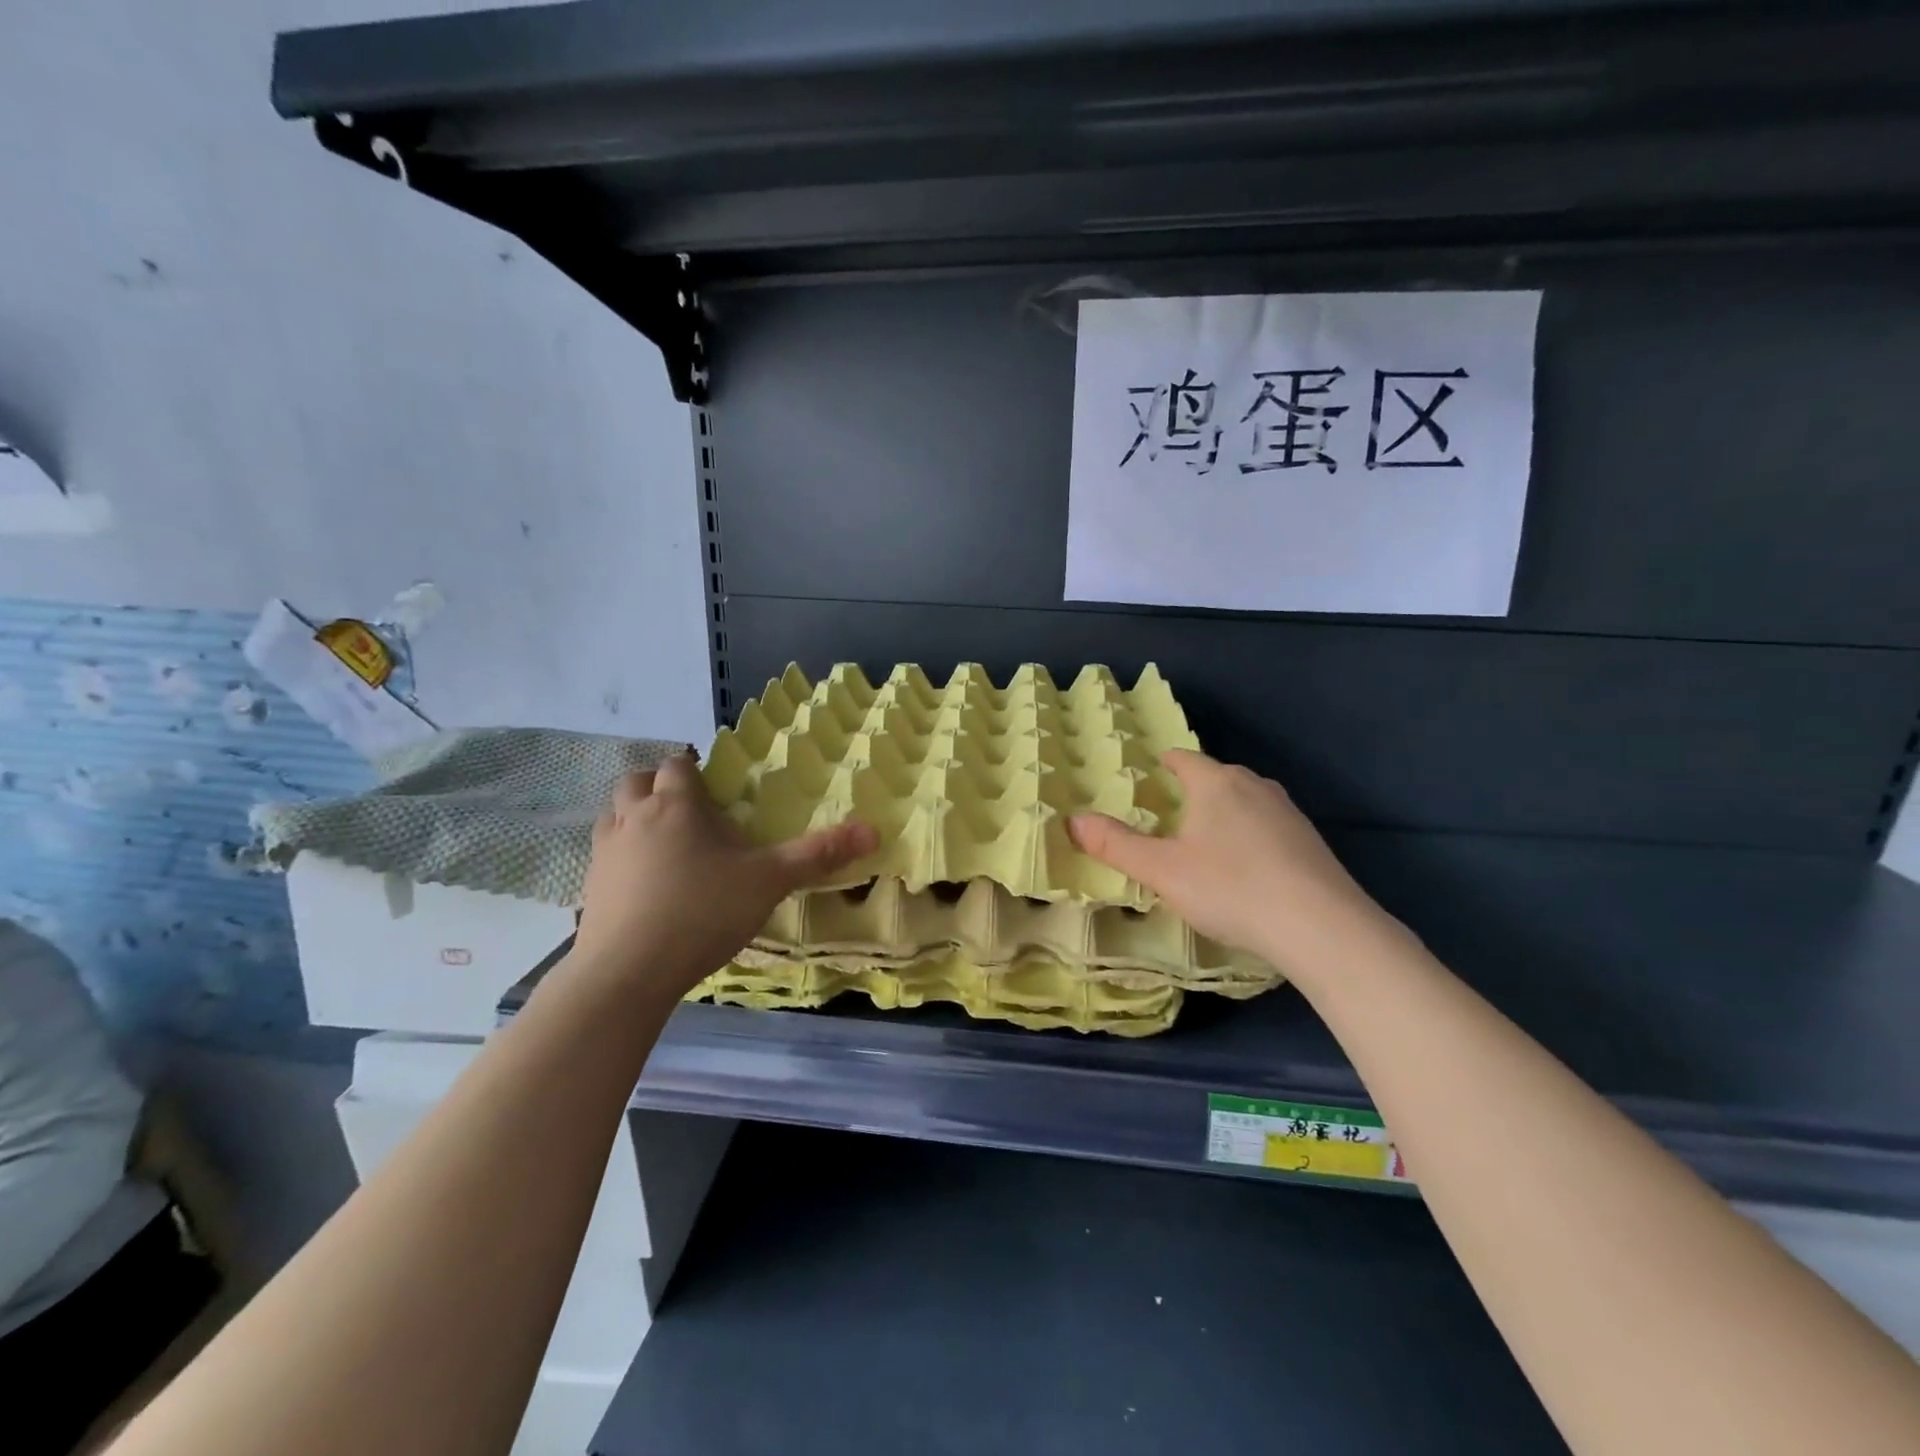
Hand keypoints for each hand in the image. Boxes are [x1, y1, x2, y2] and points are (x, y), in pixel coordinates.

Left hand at [571, 754, 877, 996]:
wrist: (628, 972)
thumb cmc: (702, 911)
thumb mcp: (769, 881)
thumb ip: (817, 854)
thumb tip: (873, 829)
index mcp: (676, 804)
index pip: (679, 765)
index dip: (695, 769)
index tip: (715, 788)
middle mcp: (633, 817)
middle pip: (638, 781)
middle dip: (660, 787)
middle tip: (690, 812)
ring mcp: (605, 852)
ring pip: (614, 815)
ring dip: (635, 818)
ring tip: (665, 844)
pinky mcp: (589, 888)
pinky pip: (604, 855)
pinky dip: (622, 857)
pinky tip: (645, 886)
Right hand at [1070, 750, 1400, 975]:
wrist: (1322, 926)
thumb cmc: (1231, 888)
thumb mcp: (1162, 871)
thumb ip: (1116, 845)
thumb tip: (1071, 820)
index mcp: (1215, 783)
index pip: (1183, 758)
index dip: (1164, 762)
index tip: (1152, 769)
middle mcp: (1254, 785)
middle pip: (1216, 777)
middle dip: (1193, 789)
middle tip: (1169, 813)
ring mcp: (1287, 811)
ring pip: (1245, 801)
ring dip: (1223, 813)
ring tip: (1205, 840)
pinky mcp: (1310, 840)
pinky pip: (1268, 825)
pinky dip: (1250, 835)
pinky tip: (1247, 867)